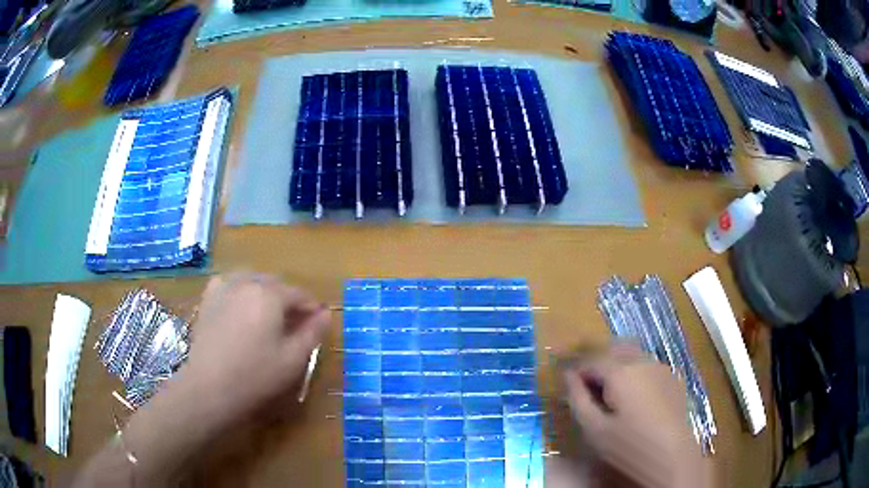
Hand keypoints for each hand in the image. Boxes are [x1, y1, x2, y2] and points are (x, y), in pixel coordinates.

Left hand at [174, 273, 331, 423]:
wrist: (210, 386)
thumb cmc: (256, 375)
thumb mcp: (293, 358)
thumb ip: (312, 332)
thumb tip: (326, 313)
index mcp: (270, 295)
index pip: (299, 293)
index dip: (311, 307)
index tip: (317, 323)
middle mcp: (247, 282)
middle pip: (275, 284)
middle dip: (287, 300)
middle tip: (293, 324)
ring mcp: (224, 287)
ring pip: (251, 280)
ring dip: (264, 293)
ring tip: (267, 315)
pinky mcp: (208, 298)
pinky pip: (229, 283)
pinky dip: (239, 290)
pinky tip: (239, 306)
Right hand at [562, 344, 713, 487]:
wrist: (671, 455)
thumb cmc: (628, 445)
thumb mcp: (594, 429)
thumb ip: (578, 399)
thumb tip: (568, 376)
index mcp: (620, 372)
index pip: (591, 361)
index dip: (577, 371)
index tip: (569, 386)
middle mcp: (642, 361)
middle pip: (614, 349)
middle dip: (598, 363)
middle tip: (589, 387)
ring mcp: (661, 367)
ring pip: (633, 356)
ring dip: (618, 366)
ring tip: (611, 394)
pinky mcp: (672, 378)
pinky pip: (648, 366)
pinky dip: (635, 373)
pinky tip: (635, 398)